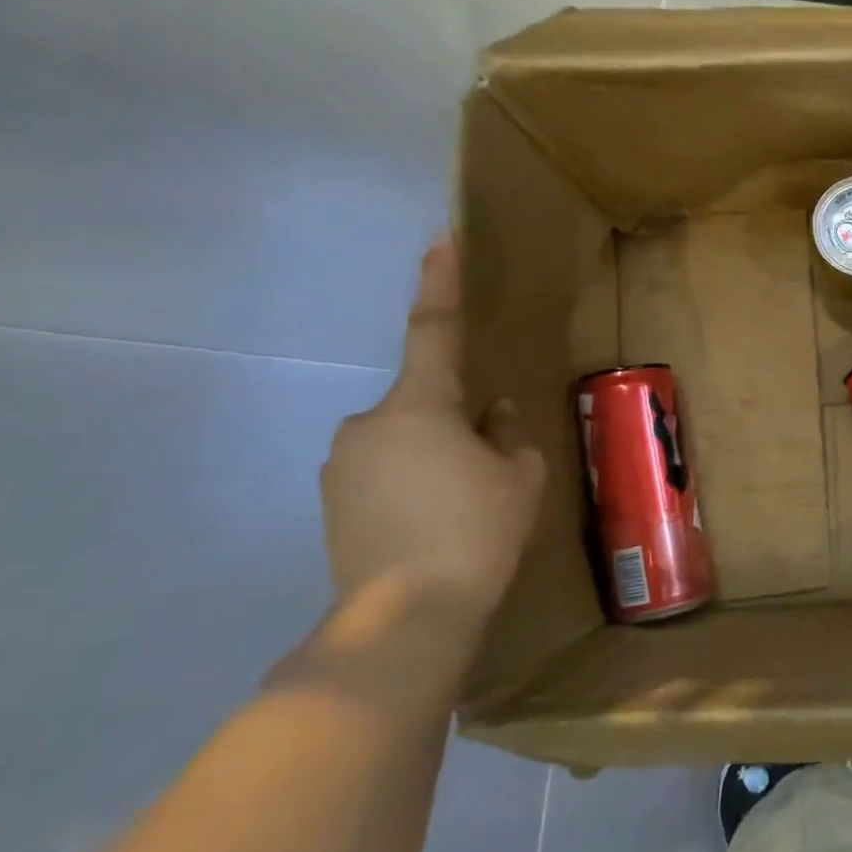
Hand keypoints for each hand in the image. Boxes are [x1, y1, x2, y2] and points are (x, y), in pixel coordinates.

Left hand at [321, 236, 545, 625]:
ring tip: (463, 506)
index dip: (440, 285)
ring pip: (404, 440)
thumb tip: (492, 414)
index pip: (434, 332)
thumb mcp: (519, 477)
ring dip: (435, 456)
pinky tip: (433, 522)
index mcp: (422, 407)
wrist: (408, 611)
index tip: (439, 240)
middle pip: (424, 403)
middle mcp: (369, 423)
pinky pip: (382, 470)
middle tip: (491, 470)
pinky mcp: (331, 499)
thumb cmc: (478, 529)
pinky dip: (411, 483)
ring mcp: (342, 463)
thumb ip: (508, 434)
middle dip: (457, 422)